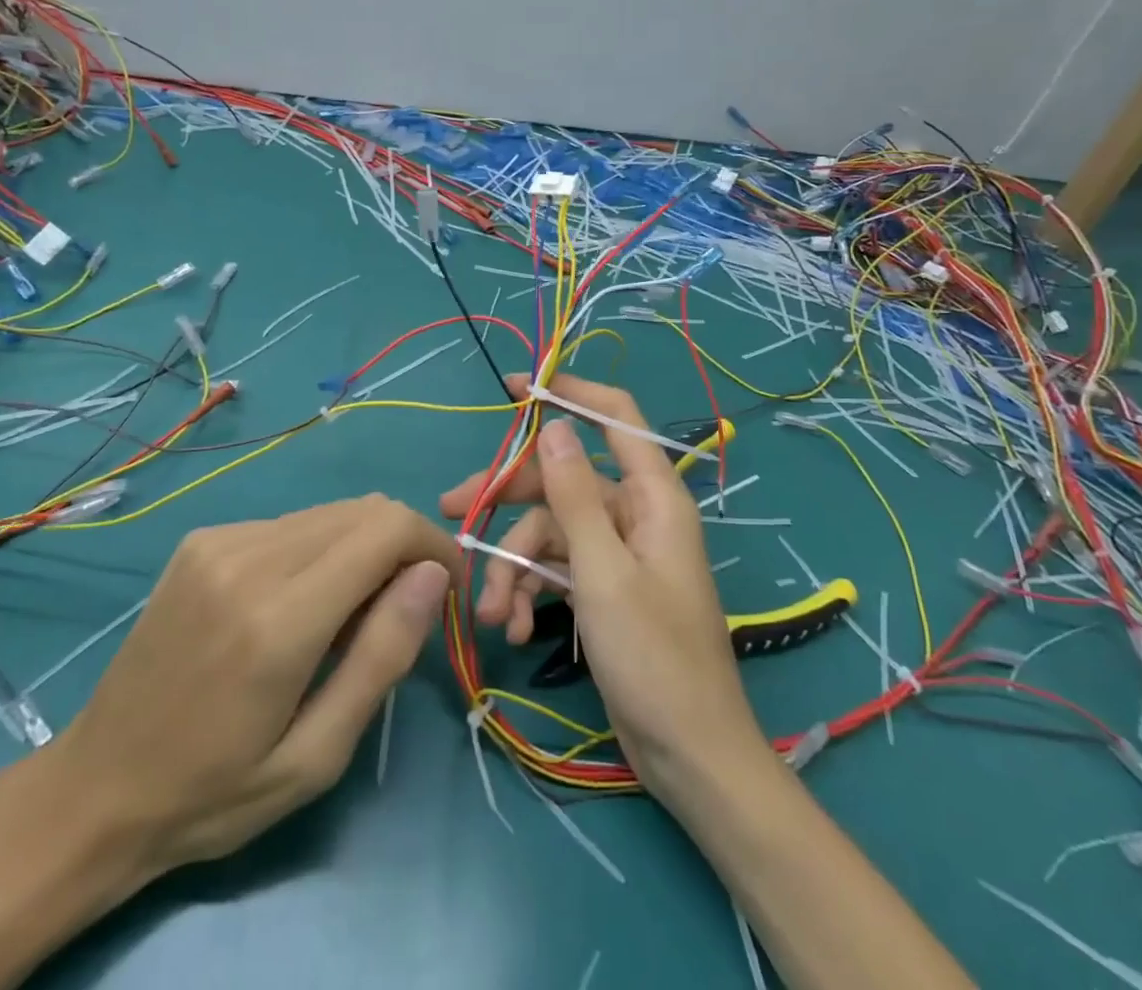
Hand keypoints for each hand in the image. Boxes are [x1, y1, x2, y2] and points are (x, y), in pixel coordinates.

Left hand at [52, 494, 458, 886]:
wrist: (95, 787)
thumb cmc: (215, 790)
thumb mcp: (316, 755)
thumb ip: (382, 657)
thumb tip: (432, 575)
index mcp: (278, 618)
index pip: (387, 529)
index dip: (434, 546)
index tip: (447, 591)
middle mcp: (249, 558)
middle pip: (365, 511)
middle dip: (403, 549)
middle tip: (399, 615)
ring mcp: (220, 540)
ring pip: (332, 512)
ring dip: (362, 550)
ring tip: (345, 618)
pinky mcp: (204, 539)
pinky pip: (292, 524)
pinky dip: (320, 550)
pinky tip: (298, 604)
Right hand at [439, 374, 770, 797]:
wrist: (688, 755)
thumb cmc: (655, 657)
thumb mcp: (603, 573)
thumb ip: (575, 498)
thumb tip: (556, 427)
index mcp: (651, 496)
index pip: (614, 416)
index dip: (569, 392)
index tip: (516, 387)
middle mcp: (635, 514)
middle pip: (562, 482)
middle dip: (509, 501)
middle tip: (452, 510)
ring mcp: (617, 552)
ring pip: (551, 533)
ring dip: (514, 568)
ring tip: (491, 612)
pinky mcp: (602, 587)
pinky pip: (557, 570)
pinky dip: (532, 592)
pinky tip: (515, 628)